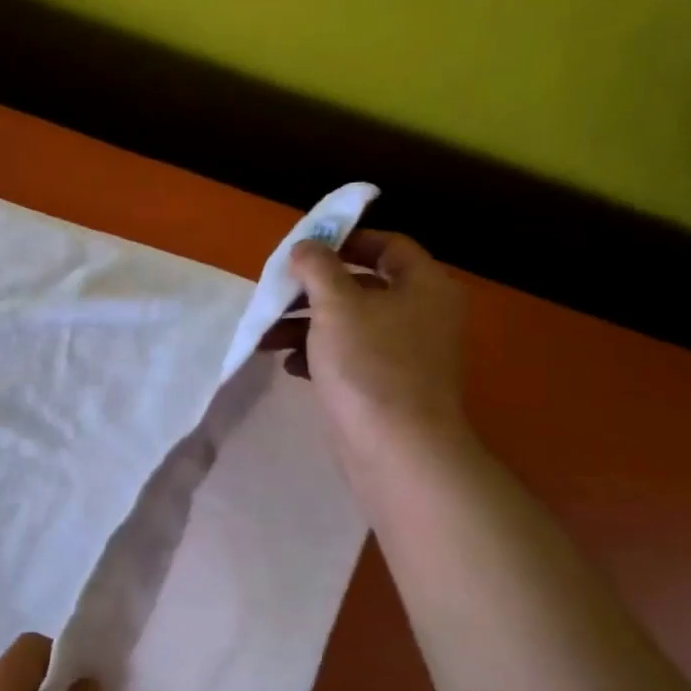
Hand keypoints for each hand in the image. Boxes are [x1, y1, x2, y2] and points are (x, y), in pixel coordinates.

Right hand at [262, 229, 468, 469]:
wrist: (396, 449)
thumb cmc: (369, 365)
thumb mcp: (336, 305)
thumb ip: (317, 268)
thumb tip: (306, 245)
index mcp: (424, 286)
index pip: (387, 245)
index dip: (346, 241)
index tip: (304, 250)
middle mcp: (422, 314)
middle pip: (362, 286)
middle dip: (313, 292)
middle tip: (276, 297)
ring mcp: (406, 353)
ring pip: (350, 325)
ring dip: (306, 326)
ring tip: (267, 337)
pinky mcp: (387, 386)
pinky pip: (350, 358)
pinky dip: (319, 356)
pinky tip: (289, 366)